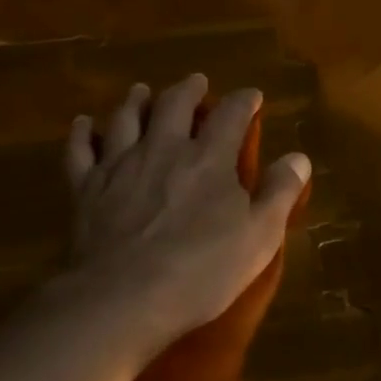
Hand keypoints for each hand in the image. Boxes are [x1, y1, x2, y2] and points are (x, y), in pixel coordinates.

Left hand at [65, 74, 310, 354]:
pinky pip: (81, 150)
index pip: (231, 114)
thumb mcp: (259, 237)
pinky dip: (83, 133)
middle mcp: (164, 148)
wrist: (123, 298)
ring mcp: (121, 164)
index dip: (243, 101)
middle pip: (174, 104)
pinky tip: (84, 123)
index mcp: (209, 158)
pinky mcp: (86, 187)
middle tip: (196, 82)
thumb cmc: (200, 270)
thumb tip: (299, 156)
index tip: (251, 96)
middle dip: (188, 89)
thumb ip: (280, 192)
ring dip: (136, 101)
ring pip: (126, 118)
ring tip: (141, 91)